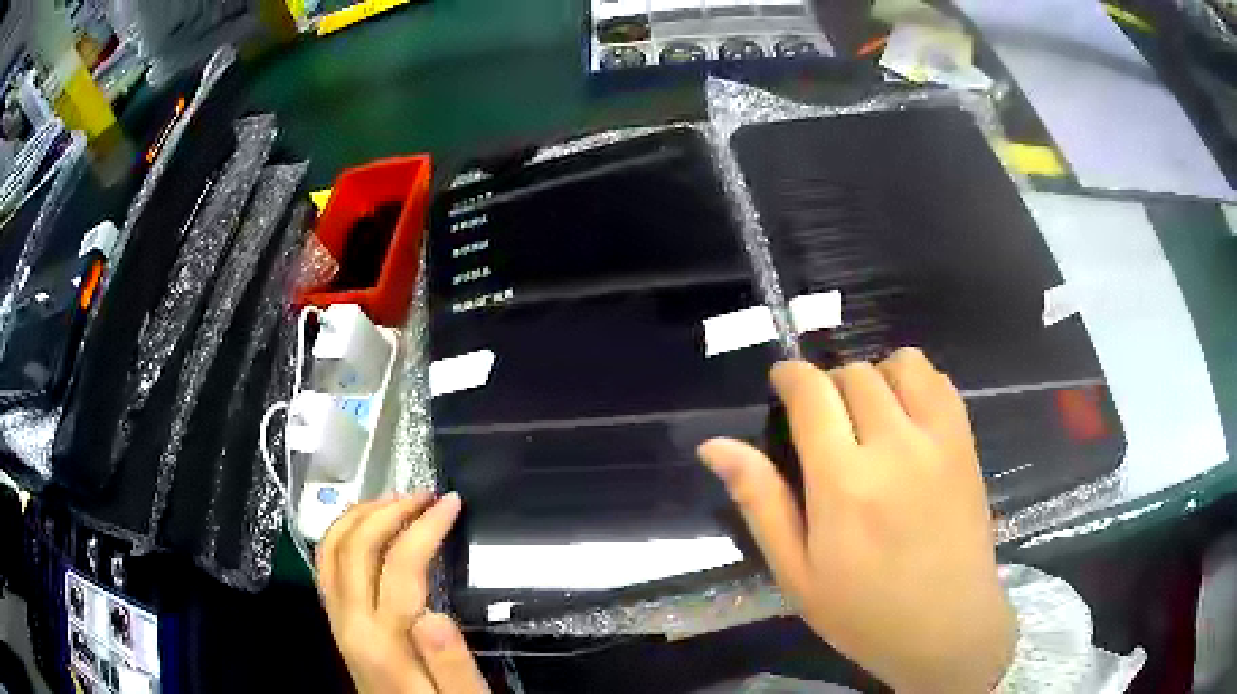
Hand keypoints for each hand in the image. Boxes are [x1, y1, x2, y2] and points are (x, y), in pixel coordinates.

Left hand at [317, 493, 488, 693]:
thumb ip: (452, 665)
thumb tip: (434, 613)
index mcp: (384, 642)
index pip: (398, 565)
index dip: (424, 526)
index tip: (452, 504)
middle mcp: (349, 624)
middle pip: (354, 546)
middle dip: (390, 509)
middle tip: (426, 495)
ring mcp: (337, 620)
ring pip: (330, 548)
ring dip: (361, 514)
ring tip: (397, 500)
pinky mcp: (336, 620)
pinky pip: (326, 563)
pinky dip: (342, 532)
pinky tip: (367, 527)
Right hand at [698, 349, 1015, 693]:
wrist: (947, 628)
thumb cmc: (864, 612)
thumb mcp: (796, 574)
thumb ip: (760, 502)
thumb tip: (714, 446)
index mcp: (843, 483)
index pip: (812, 393)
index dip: (790, 376)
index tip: (782, 384)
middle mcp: (893, 447)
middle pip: (854, 374)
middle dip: (828, 384)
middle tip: (824, 422)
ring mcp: (938, 440)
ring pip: (900, 364)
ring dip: (875, 377)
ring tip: (868, 415)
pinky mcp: (966, 443)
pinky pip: (939, 381)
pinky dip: (915, 382)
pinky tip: (907, 418)